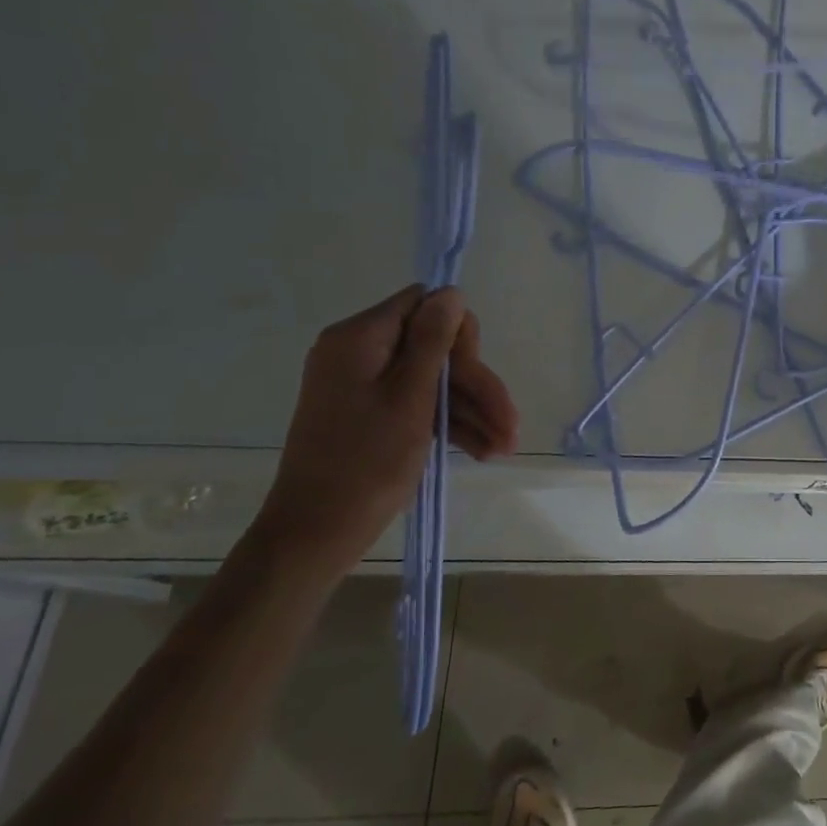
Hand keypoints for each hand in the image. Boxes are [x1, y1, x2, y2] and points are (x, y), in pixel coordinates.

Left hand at [250, 285, 518, 570]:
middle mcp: (358, 352)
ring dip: (471, 410)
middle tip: (509, 423)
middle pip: (435, 347)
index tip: (477, 375)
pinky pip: (417, 403)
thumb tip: (451, 292)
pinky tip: (482, 450)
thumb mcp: (410, 397)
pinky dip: (449, 423)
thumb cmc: (366, 463)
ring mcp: (363, 384)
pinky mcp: (370, 413)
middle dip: (476, 384)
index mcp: (359, 339)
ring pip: (433, 380)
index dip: (458, 336)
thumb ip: (433, 341)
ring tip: (504, 447)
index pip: (423, 306)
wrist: (317, 533)